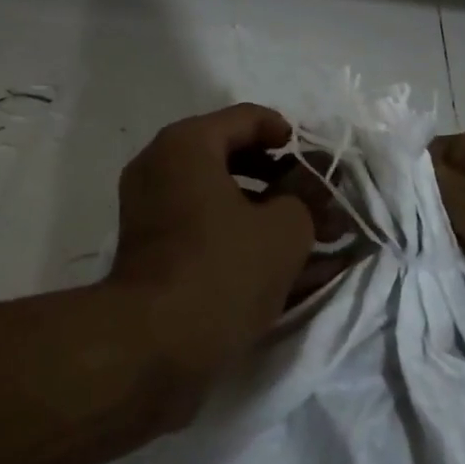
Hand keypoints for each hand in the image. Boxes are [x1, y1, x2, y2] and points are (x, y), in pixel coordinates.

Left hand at [109, 104, 316, 388]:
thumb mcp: (284, 231)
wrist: (151, 345)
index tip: (315, 161)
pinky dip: (235, 232)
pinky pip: (200, 223)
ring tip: (305, 236)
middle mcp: (160, 164)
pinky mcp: (149, 246)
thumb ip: (305, 201)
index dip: (287, 135)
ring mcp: (149, 206)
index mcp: (187, 143)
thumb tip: (308, 195)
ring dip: (262, 208)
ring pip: (217, 194)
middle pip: (230, 154)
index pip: (246, 118)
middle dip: (278, 177)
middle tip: (315, 200)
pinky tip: (273, 261)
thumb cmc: (221, 269)